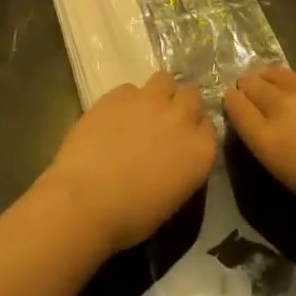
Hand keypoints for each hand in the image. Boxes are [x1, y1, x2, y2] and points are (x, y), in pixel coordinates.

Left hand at [40, 72, 217, 254]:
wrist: (86, 201)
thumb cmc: (132, 216)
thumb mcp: (174, 196)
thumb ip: (183, 164)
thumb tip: (173, 154)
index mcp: (201, 149)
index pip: (208, 126)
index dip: (194, 131)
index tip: (182, 141)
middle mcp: (181, 117)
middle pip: (191, 95)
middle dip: (181, 105)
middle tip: (164, 123)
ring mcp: (150, 101)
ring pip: (164, 80)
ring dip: (158, 93)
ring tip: (141, 112)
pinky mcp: (119, 94)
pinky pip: (130, 89)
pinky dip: (126, 100)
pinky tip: (112, 118)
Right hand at [224, 67, 295, 233]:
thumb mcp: (293, 175)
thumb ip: (273, 143)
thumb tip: (269, 125)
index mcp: (267, 137)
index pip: (234, 105)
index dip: (233, 103)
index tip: (238, 106)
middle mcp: (281, 105)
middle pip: (251, 83)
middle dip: (250, 87)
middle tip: (258, 97)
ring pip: (277, 72)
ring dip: (274, 80)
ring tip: (284, 92)